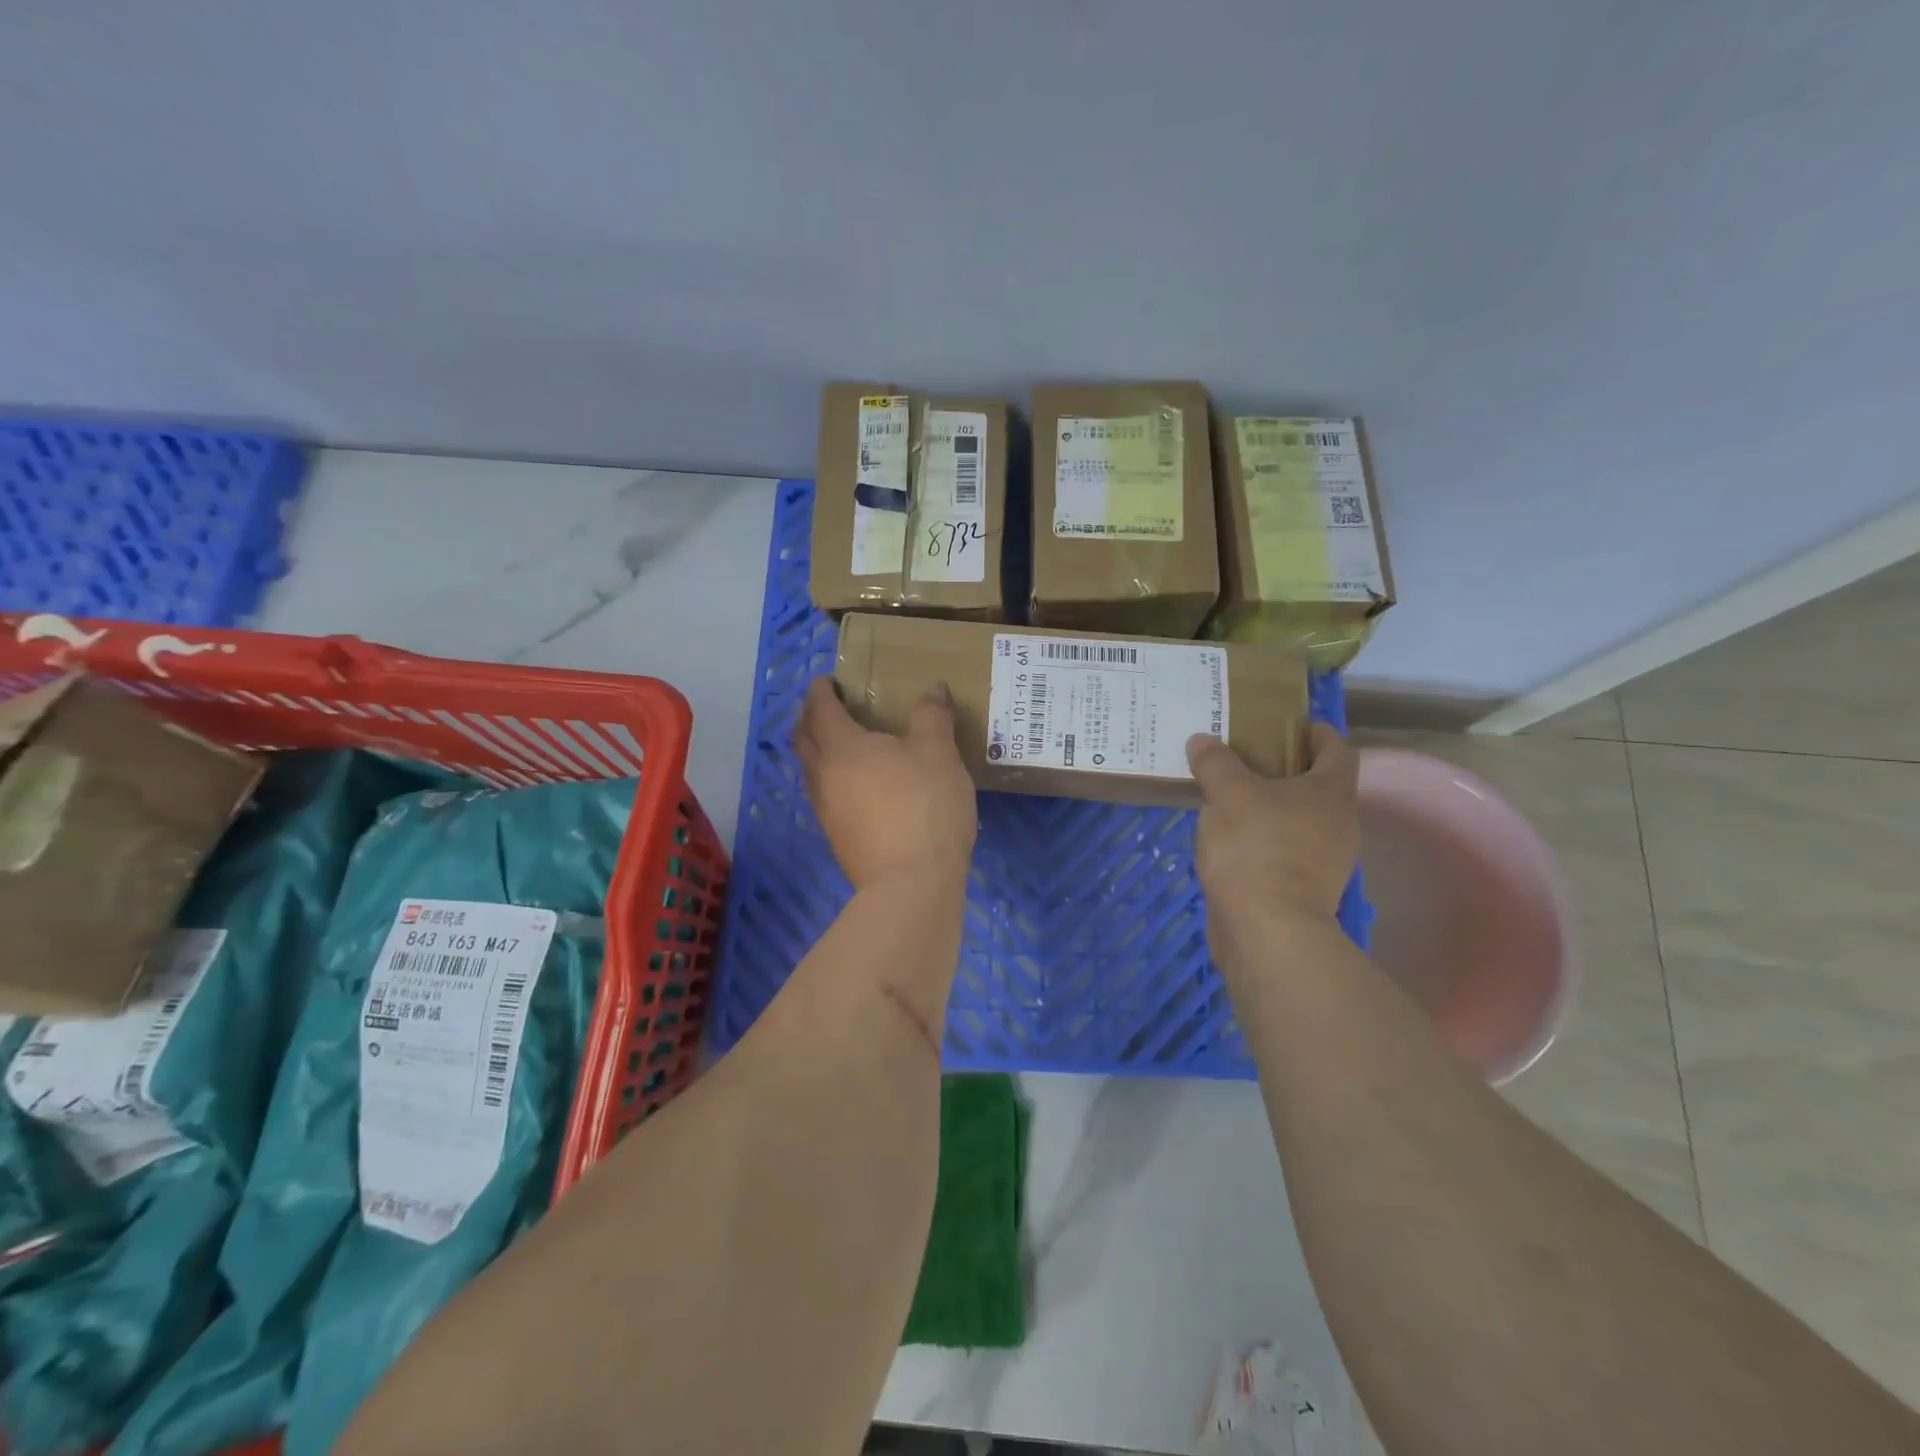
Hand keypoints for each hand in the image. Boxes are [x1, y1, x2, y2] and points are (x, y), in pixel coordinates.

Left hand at [795, 678, 976, 890]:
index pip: (821, 708)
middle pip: (803, 738)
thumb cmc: (925, 807)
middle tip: (828, 707)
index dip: (821, 690)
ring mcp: (826, 810)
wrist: (911, 884)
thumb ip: (932, 716)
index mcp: (843, 747)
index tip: (828, 680)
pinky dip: (831, 778)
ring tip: (843, 744)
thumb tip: (932, 687)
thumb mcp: (939, 753)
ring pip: (811, 770)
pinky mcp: (837, 838)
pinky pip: (824, 795)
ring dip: (818, 749)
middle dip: (810, 717)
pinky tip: (857, 786)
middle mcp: (824, 775)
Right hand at [1187, 723, 1359, 929]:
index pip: (1337, 748)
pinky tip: (1226, 836)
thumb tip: (1202, 740)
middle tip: (1240, 756)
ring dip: (1266, 804)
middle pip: (1314, 783)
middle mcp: (1337, 823)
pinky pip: (1280, 848)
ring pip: (1295, 818)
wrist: (1267, 930)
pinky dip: (1259, 837)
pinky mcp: (1300, 888)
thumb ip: (1215, 763)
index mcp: (1331, 792)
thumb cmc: (1257, 848)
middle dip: (1281, 767)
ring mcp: (1322, 860)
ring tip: (1225, 794)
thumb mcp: (1229, 794)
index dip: (1314, 731)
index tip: (1283, 724)